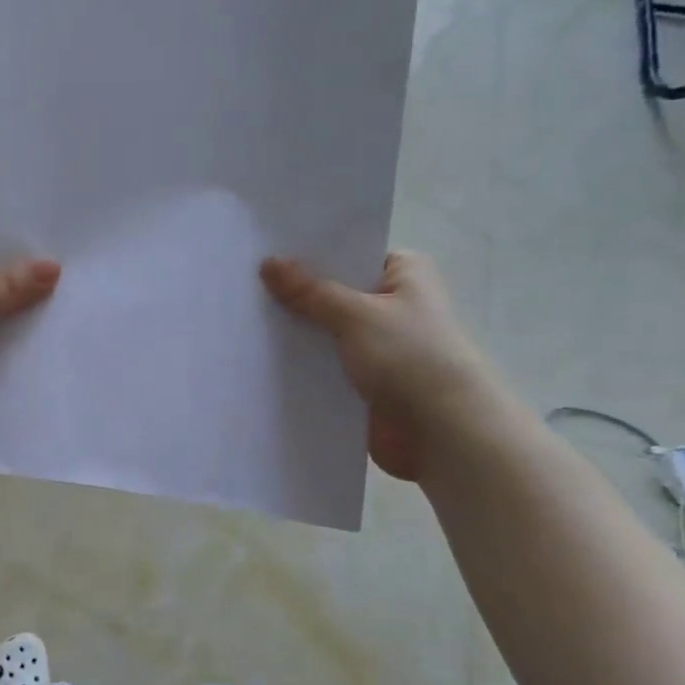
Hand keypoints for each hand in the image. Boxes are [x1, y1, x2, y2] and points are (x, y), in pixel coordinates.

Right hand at [260, 250, 499, 480]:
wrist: (443, 433)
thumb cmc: (410, 357)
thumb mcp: (355, 315)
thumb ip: (309, 291)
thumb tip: (268, 263)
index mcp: (405, 274)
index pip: (349, 253)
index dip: (309, 253)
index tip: (263, 251)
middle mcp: (393, 304)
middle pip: (333, 292)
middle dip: (295, 294)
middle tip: (242, 283)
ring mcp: (378, 345)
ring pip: (326, 331)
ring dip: (296, 332)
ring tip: (242, 320)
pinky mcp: (365, 381)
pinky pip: (325, 364)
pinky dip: (302, 364)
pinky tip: (260, 358)